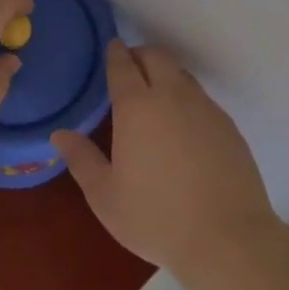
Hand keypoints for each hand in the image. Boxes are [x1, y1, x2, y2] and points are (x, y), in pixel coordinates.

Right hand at [52, 42, 280, 278]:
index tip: (110, 49)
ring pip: (182, 74)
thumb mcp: (106, 196)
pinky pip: (202, 99)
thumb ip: (81, 160)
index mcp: (137, 106)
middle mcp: (172, 96)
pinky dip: (187, 99)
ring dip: (166, 74)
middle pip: (157, 56)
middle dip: (140, 54)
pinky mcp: (229, 127)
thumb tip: (60, 134)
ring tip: (156, 97)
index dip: (114, 53)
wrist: (229, 240)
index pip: (122, 64)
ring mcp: (205, 109)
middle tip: (130, 68)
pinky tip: (184, 127)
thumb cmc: (157, 217)